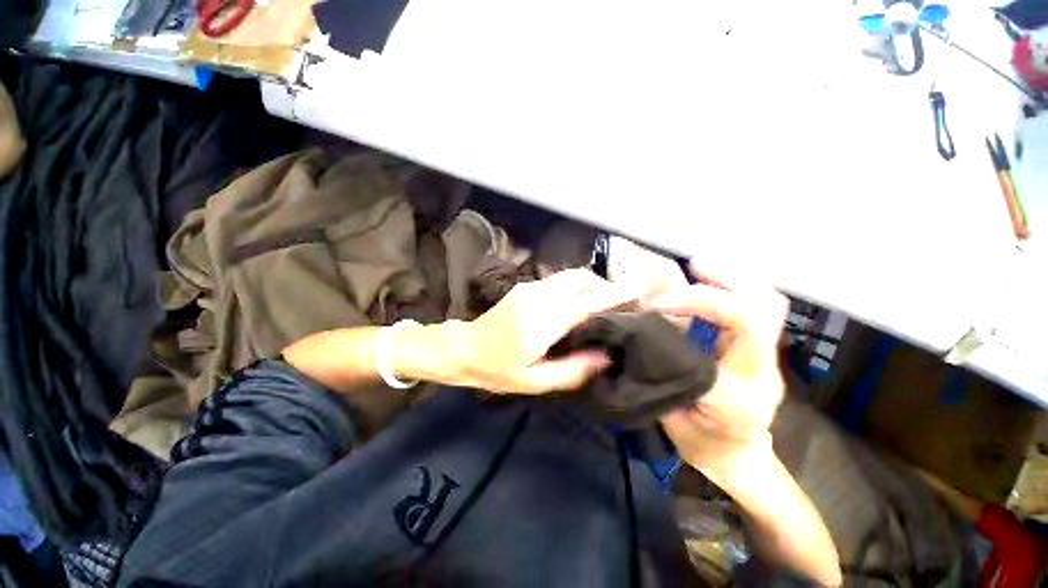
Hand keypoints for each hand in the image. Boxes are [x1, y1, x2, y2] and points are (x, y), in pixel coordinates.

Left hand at [429, 268, 633, 394]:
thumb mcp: (535, 381)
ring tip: (604, 302)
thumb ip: (573, 369)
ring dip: (592, 283)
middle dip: (605, 285)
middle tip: (621, 302)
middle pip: (581, 279)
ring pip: (571, 275)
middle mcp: (539, 297)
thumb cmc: (498, 369)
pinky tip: (580, 301)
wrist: (464, 348)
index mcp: (543, 322)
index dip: (614, 294)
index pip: (586, 302)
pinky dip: (577, 285)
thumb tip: (606, 356)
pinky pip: (559, 280)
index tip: (637, 291)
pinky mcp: (525, 287)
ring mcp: (531, 288)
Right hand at [646, 261, 787, 478]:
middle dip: (721, 284)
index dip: (691, 308)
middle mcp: (761, 373)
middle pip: (761, 313)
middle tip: (689, 268)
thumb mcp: (670, 411)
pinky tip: (710, 280)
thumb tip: (642, 315)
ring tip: (699, 266)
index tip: (656, 304)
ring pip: (769, 304)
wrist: (739, 457)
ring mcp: (769, 359)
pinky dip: (737, 286)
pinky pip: (762, 307)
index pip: (721, 343)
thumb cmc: (701, 441)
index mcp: (737, 399)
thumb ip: (659, 364)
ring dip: (733, 277)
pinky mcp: (764, 350)